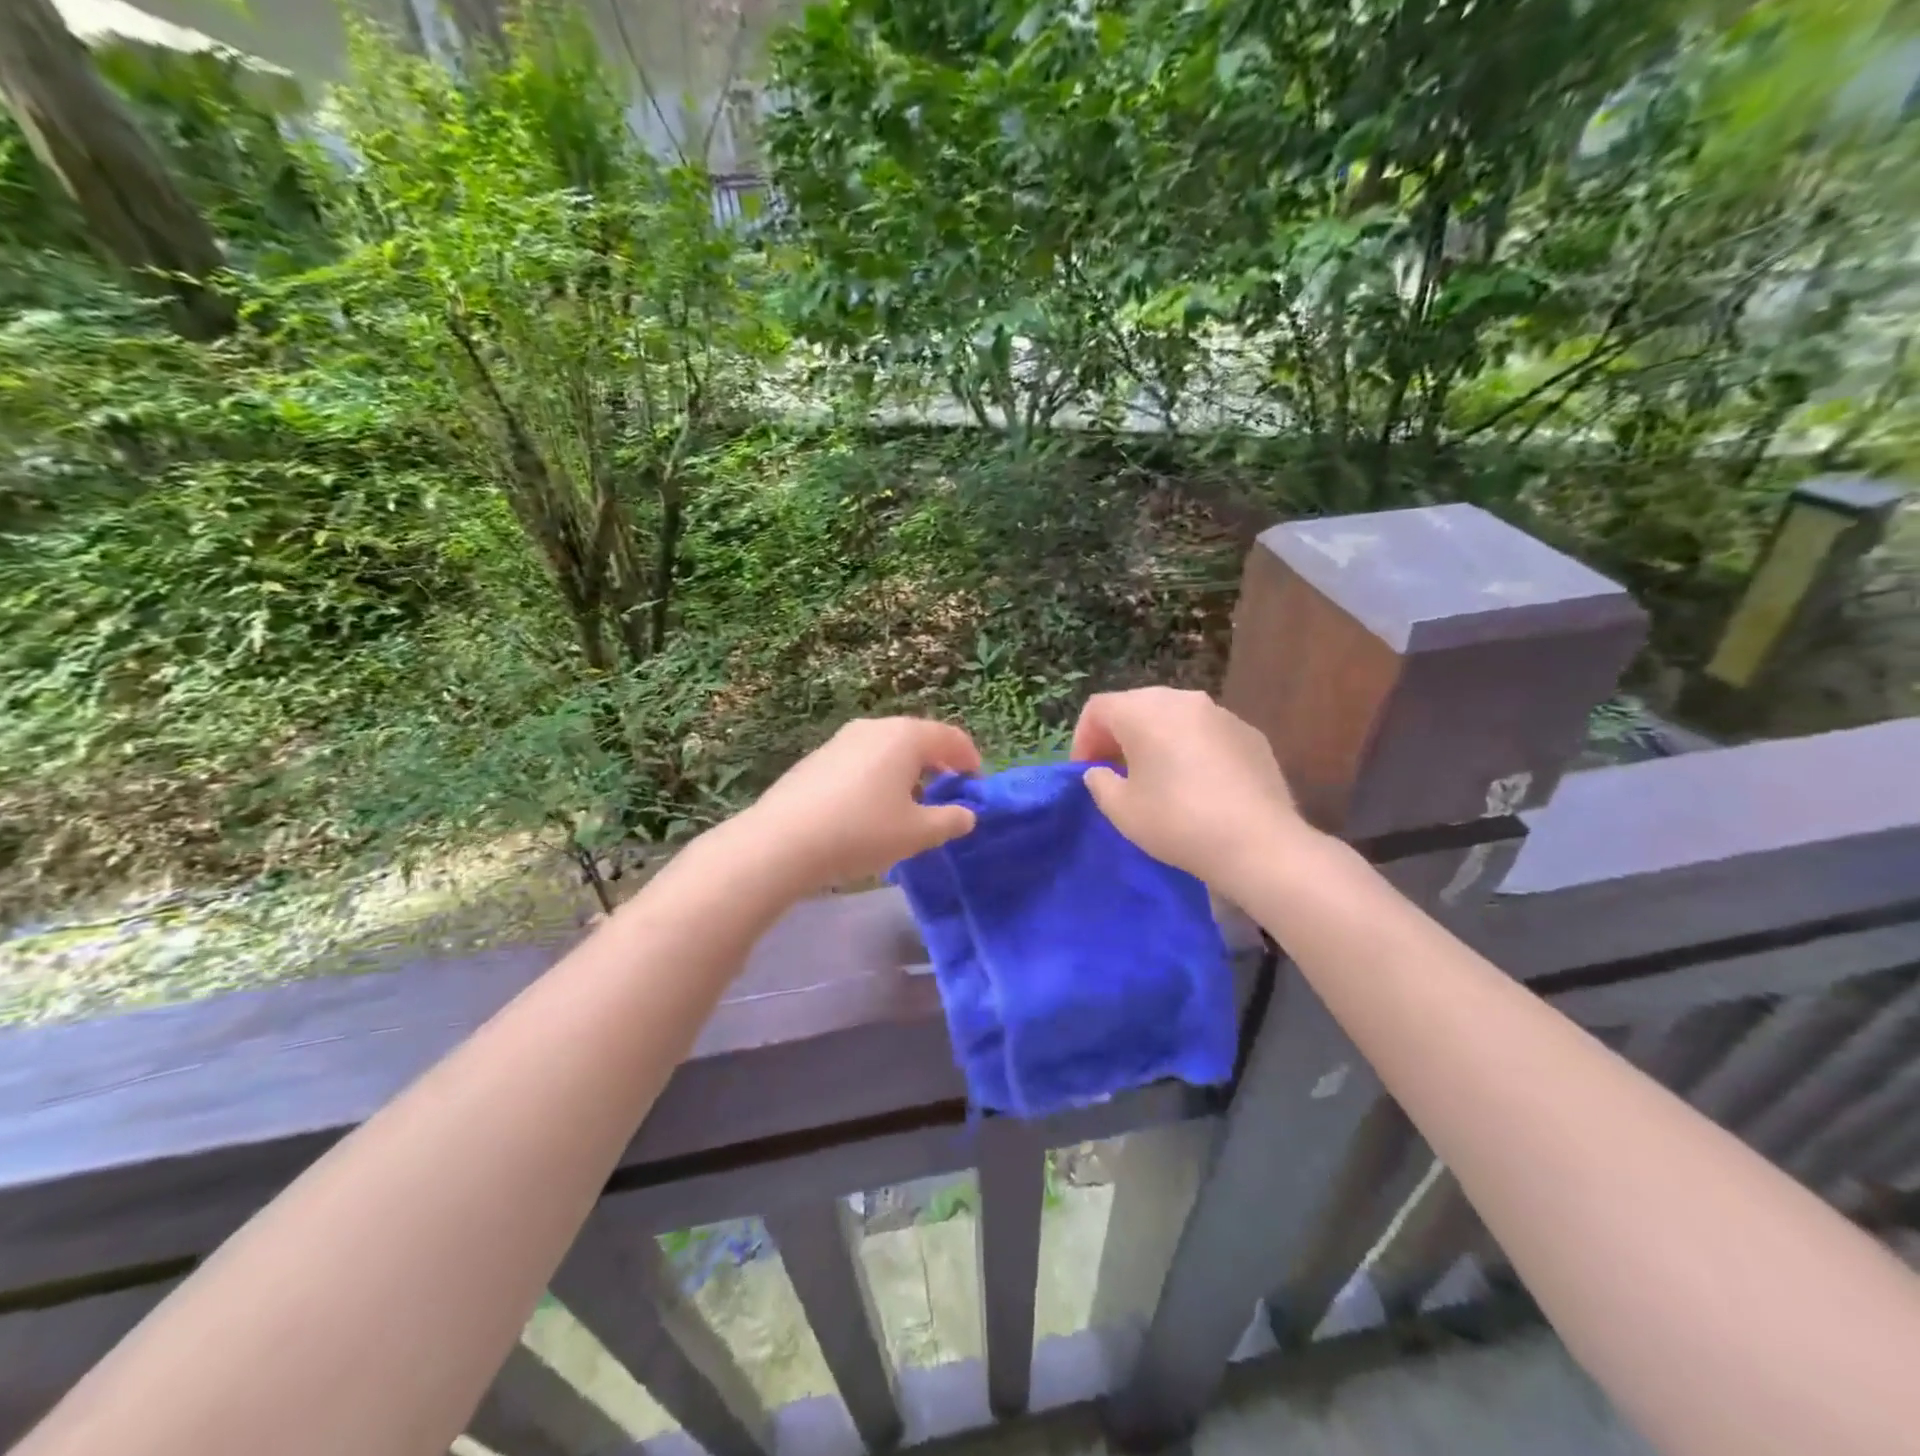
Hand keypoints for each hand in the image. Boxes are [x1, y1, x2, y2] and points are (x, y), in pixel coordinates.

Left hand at [737, 717, 981, 894]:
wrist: (782, 842)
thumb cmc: (862, 832)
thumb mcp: (917, 833)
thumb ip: (949, 821)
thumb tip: (966, 814)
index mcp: (905, 736)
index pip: (950, 738)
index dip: (970, 759)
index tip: (976, 785)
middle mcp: (874, 728)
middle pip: (917, 739)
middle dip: (937, 764)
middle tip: (947, 793)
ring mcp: (841, 740)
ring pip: (887, 750)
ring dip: (906, 772)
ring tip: (910, 805)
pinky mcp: (817, 759)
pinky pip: (861, 761)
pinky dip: (877, 777)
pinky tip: (870, 809)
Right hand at [1071, 687, 1314, 888]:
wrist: (1258, 843)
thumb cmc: (1177, 821)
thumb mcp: (1121, 810)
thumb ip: (1099, 782)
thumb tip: (1100, 771)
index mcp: (1144, 711)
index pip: (1099, 708)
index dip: (1083, 739)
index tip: (1085, 772)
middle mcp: (1183, 700)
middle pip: (1137, 706)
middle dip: (1118, 736)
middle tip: (1114, 772)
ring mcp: (1222, 714)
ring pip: (1174, 717)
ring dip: (1156, 739)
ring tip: (1156, 777)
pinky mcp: (1250, 734)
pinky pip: (1206, 733)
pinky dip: (1191, 748)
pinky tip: (1197, 784)